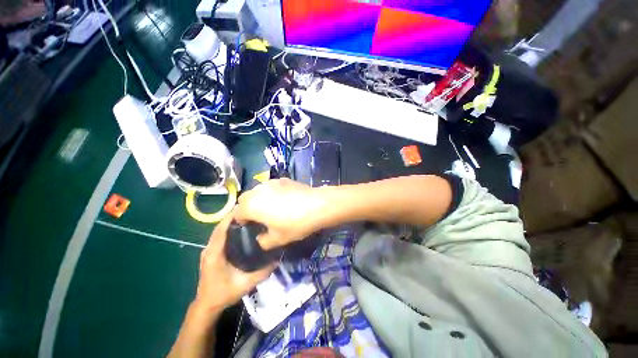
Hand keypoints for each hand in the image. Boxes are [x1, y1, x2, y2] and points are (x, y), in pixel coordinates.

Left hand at [194, 214, 275, 312]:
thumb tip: (279, 259)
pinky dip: (228, 229)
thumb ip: (263, 272)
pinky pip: (219, 236)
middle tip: (251, 211)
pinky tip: (241, 229)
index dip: (232, 217)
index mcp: (215, 253)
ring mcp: (208, 250)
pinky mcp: (210, 252)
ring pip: (219, 230)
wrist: (207, 305)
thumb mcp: (245, 284)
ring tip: (248, 217)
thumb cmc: (224, 293)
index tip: (246, 208)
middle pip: (220, 226)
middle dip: (234, 217)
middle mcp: (209, 248)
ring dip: (231, 222)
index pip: (222, 229)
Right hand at [234, 178, 326, 249]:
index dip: (241, 222)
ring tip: (270, 207)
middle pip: (244, 199)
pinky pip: (270, 186)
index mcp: (252, 205)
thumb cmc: (295, 223)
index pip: (237, 213)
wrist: (317, 205)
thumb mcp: (278, 239)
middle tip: (259, 218)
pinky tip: (283, 199)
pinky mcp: (283, 179)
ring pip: (257, 190)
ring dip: (258, 199)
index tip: (249, 227)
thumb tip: (260, 238)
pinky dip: (271, 193)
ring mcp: (271, 182)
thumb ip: (263, 241)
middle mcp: (258, 190)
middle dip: (247, 208)